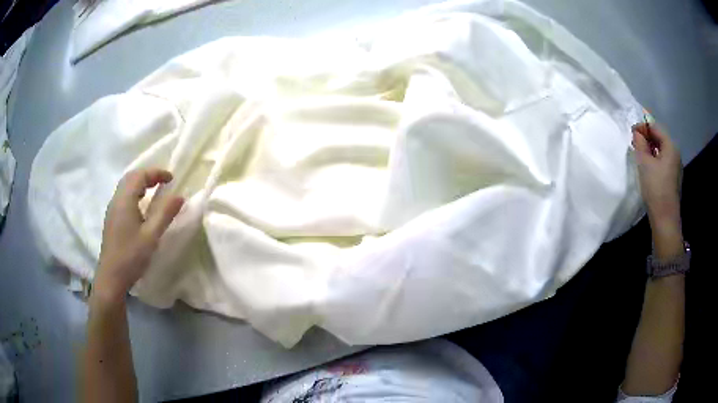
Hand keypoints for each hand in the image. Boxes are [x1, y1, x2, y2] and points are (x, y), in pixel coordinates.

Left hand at [93, 169, 183, 303]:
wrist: (111, 278)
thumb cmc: (131, 256)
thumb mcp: (151, 236)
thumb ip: (165, 214)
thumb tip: (180, 196)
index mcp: (125, 200)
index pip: (140, 175)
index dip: (156, 173)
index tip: (171, 178)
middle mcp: (116, 200)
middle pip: (131, 177)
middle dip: (148, 175)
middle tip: (163, 182)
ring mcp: (112, 210)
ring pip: (126, 187)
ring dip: (141, 183)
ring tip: (154, 191)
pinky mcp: (112, 220)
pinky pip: (123, 197)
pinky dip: (135, 193)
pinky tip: (141, 207)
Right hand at [632, 123, 682, 258]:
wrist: (665, 219)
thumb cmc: (655, 188)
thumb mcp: (644, 163)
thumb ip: (640, 143)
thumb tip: (637, 133)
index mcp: (670, 146)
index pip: (655, 128)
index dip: (643, 126)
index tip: (631, 132)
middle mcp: (676, 153)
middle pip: (660, 138)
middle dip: (647, 137)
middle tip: (635, 142)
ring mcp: (676, 167)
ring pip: (662, 150)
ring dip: (651, 149)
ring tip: (640, 154)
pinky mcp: (674, 179)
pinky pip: (664, 161)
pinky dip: (655, 159)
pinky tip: (649, 167)